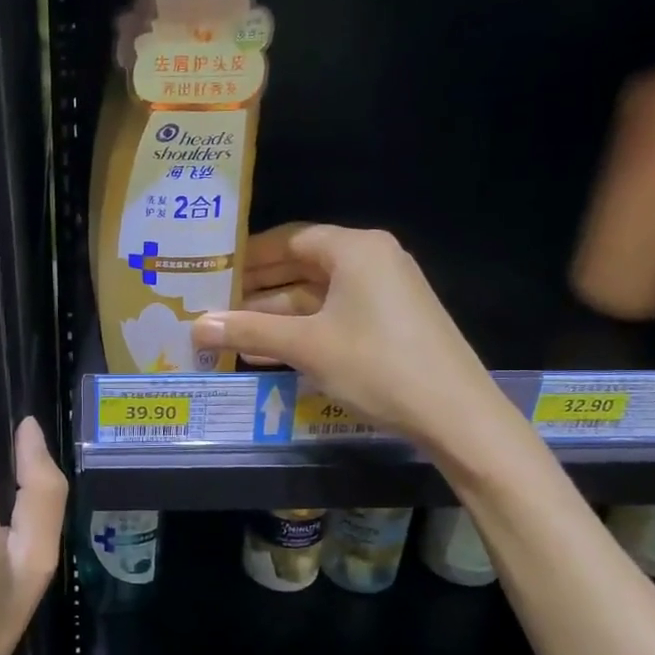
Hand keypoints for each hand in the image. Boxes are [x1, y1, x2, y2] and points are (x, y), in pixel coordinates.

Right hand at [196, 224, 511, 450]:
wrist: (457, 415)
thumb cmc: (377, 366)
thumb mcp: (306, 347)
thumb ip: (250, 332)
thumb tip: (197, 326)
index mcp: (355, 249)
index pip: (289, 238)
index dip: (248, 256)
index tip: (213, 273)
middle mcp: (372, 259)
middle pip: (302, 265)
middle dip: (258, 288)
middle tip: (214, 304)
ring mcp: (385, 291)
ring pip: (317, 294)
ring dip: (276, 314)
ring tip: (230, 333)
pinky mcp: (391, 321)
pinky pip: (335, 314)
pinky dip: (303, 329)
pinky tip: (268, 351)